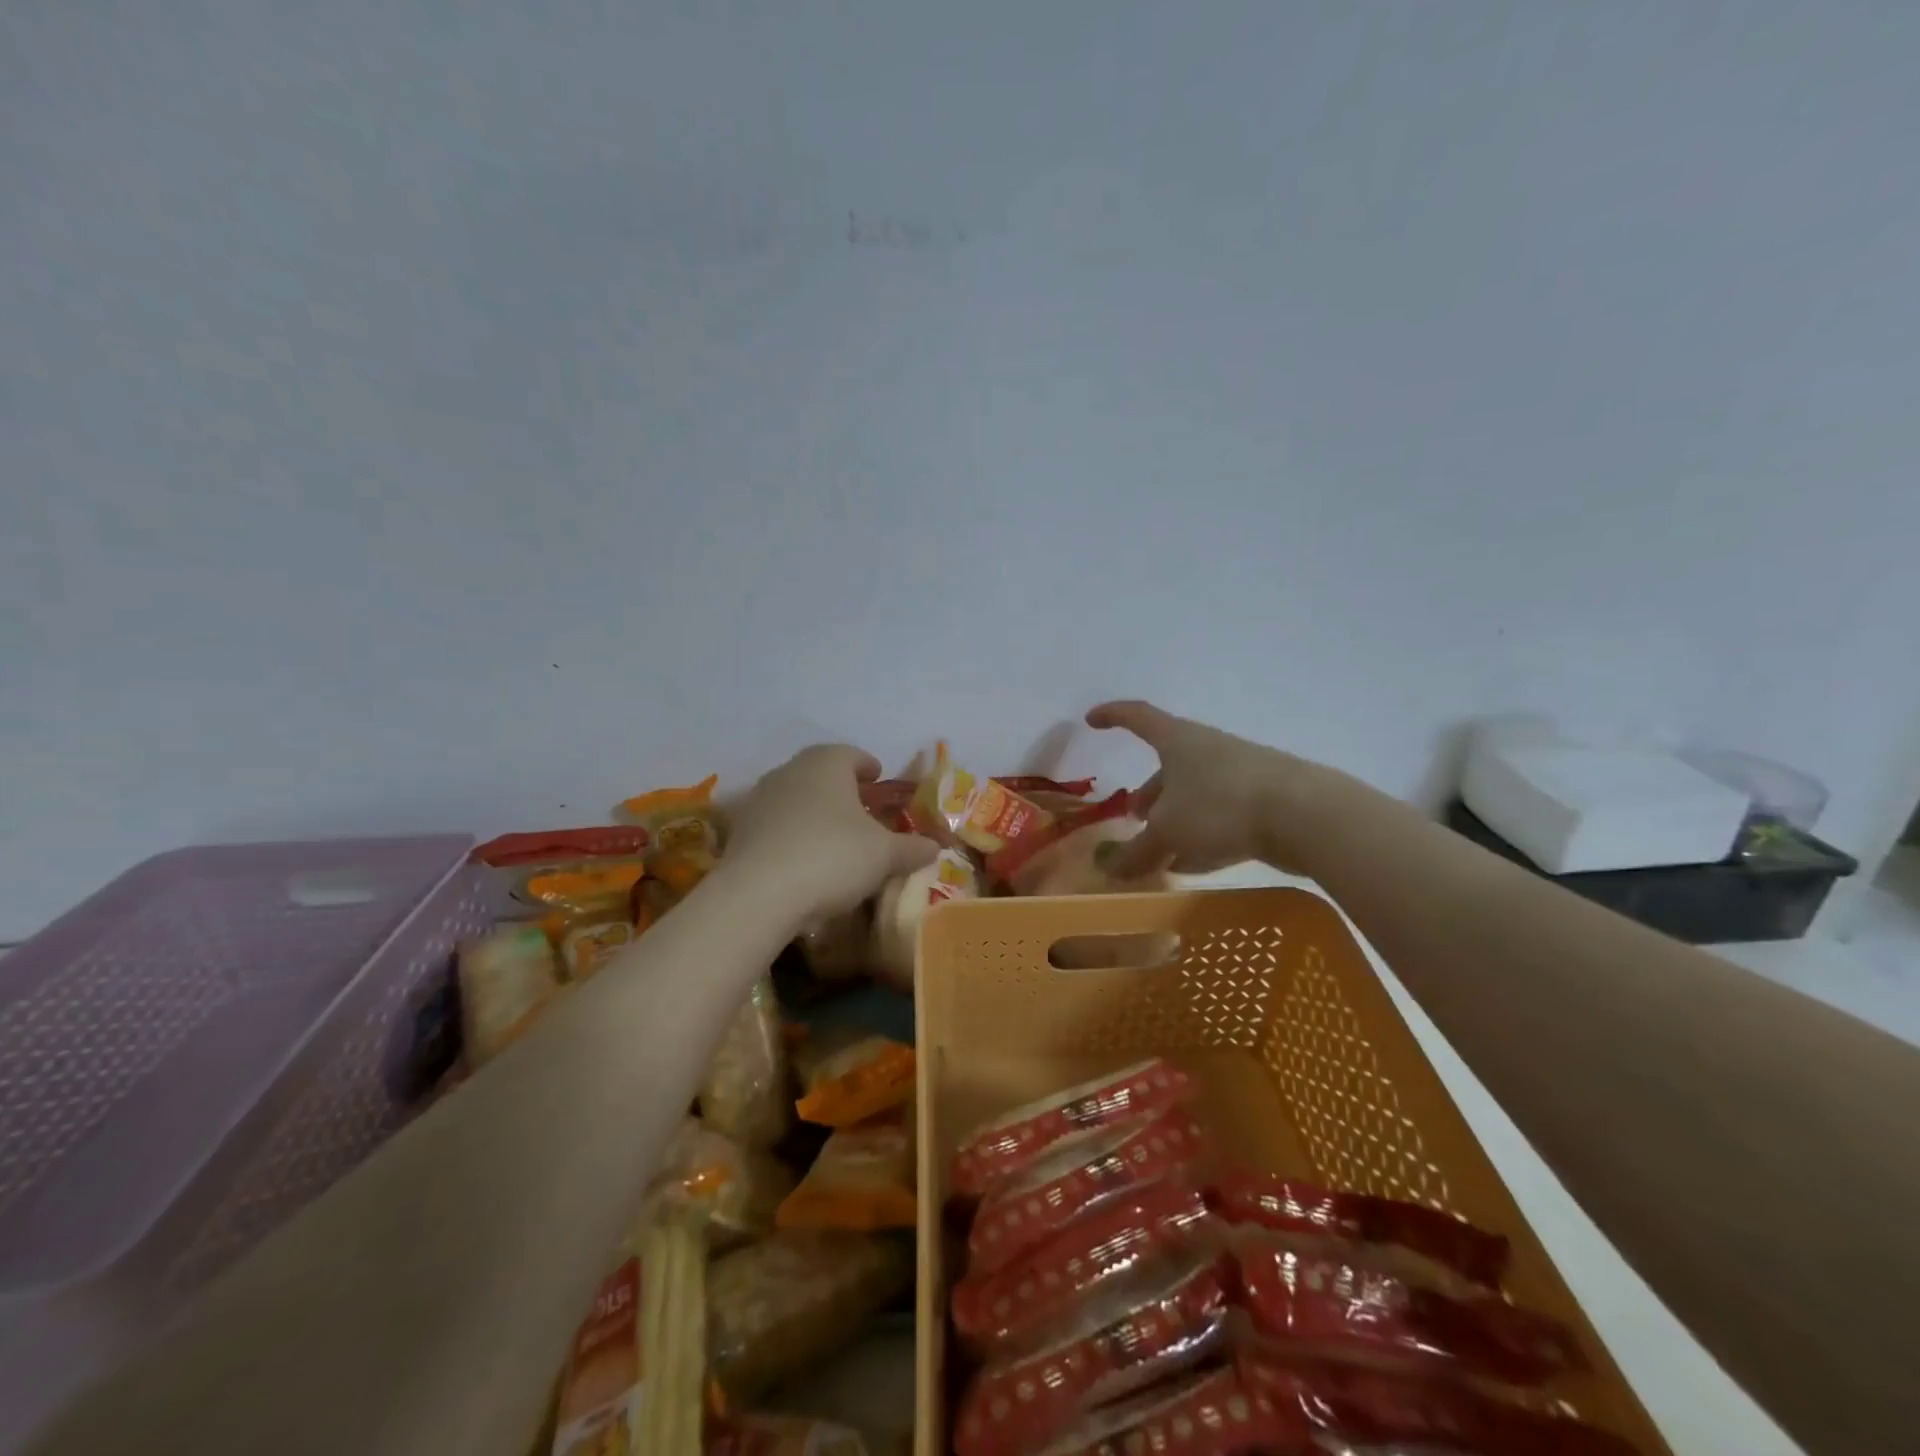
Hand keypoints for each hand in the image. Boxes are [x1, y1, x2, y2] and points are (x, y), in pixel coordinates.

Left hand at [721, 745, 937, 921]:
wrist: (758, 895)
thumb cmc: (832, 857)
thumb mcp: (884, 856)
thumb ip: (912, 848)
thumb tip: (934, 846)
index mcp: (827, 764)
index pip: (851, 753)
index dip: (868, 766)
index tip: (878, 778)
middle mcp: (790, 771)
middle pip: (820, 772)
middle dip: (841, 788)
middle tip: (860, 808)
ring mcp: (759, 799)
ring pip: (795, 796)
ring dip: (814, 810)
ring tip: (832, 836)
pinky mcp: (739, 831)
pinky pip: (775, 824)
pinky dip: (791, 833)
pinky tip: (803, 859)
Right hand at [1086, 700, 1338, 877]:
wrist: (1307, 816)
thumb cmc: (1221, 807)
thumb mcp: (1168, 832)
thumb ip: (1138, 851)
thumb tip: (1110, 869)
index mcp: (1179, 741)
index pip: (1138, 717)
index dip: (1113, 716)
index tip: (1092, 719)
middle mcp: (1208, 750)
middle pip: (1168, 766)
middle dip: (1148, 793)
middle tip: (1134, 819)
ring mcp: (1239, 773)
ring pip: (1195, 794)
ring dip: (1175, 819)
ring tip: (1161, 851)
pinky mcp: (1264, 800)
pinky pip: (1221, 815)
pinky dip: (1202, 835)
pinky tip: (1196, 864)